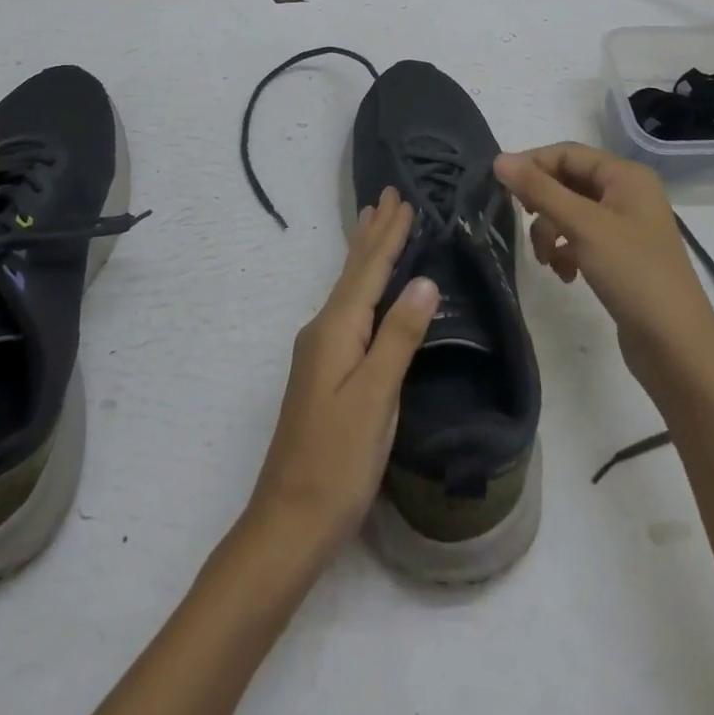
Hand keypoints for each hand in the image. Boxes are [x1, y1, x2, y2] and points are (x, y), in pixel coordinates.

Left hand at [246, 188, 439, 556]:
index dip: (388, 235)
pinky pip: (346, 308)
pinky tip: (362, 288)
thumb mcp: (376, 398)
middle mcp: (322, 330)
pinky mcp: (322, 371)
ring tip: (372, 222)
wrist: (289, 520)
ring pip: (347, 288)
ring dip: (364, 254)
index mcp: (335, 330)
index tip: (404, 199)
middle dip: (373, 233)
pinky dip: (360, 284)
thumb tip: (424, 280)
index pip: (367, 270)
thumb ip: (398, 337)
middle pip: (352, 271)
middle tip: (387, 194)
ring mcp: (318, 351)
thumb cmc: (338, 461)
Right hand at [495, 143, 713, 387]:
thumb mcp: (583, 226)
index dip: (533, 165)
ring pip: (570, 212)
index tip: (501, 188)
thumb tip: (500, 159)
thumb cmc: (633, 274)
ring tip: (546, 259)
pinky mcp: (620, 256)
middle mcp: (627, 194)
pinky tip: (564, 274)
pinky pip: (580, 238)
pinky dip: (565, 251)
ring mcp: (624, 226)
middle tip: (520, 221)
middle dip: (542, 204)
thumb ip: (539, 190)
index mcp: (626, 176)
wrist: (677, 348)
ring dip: (550, 231)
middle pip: (567, 182)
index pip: (567, 153)